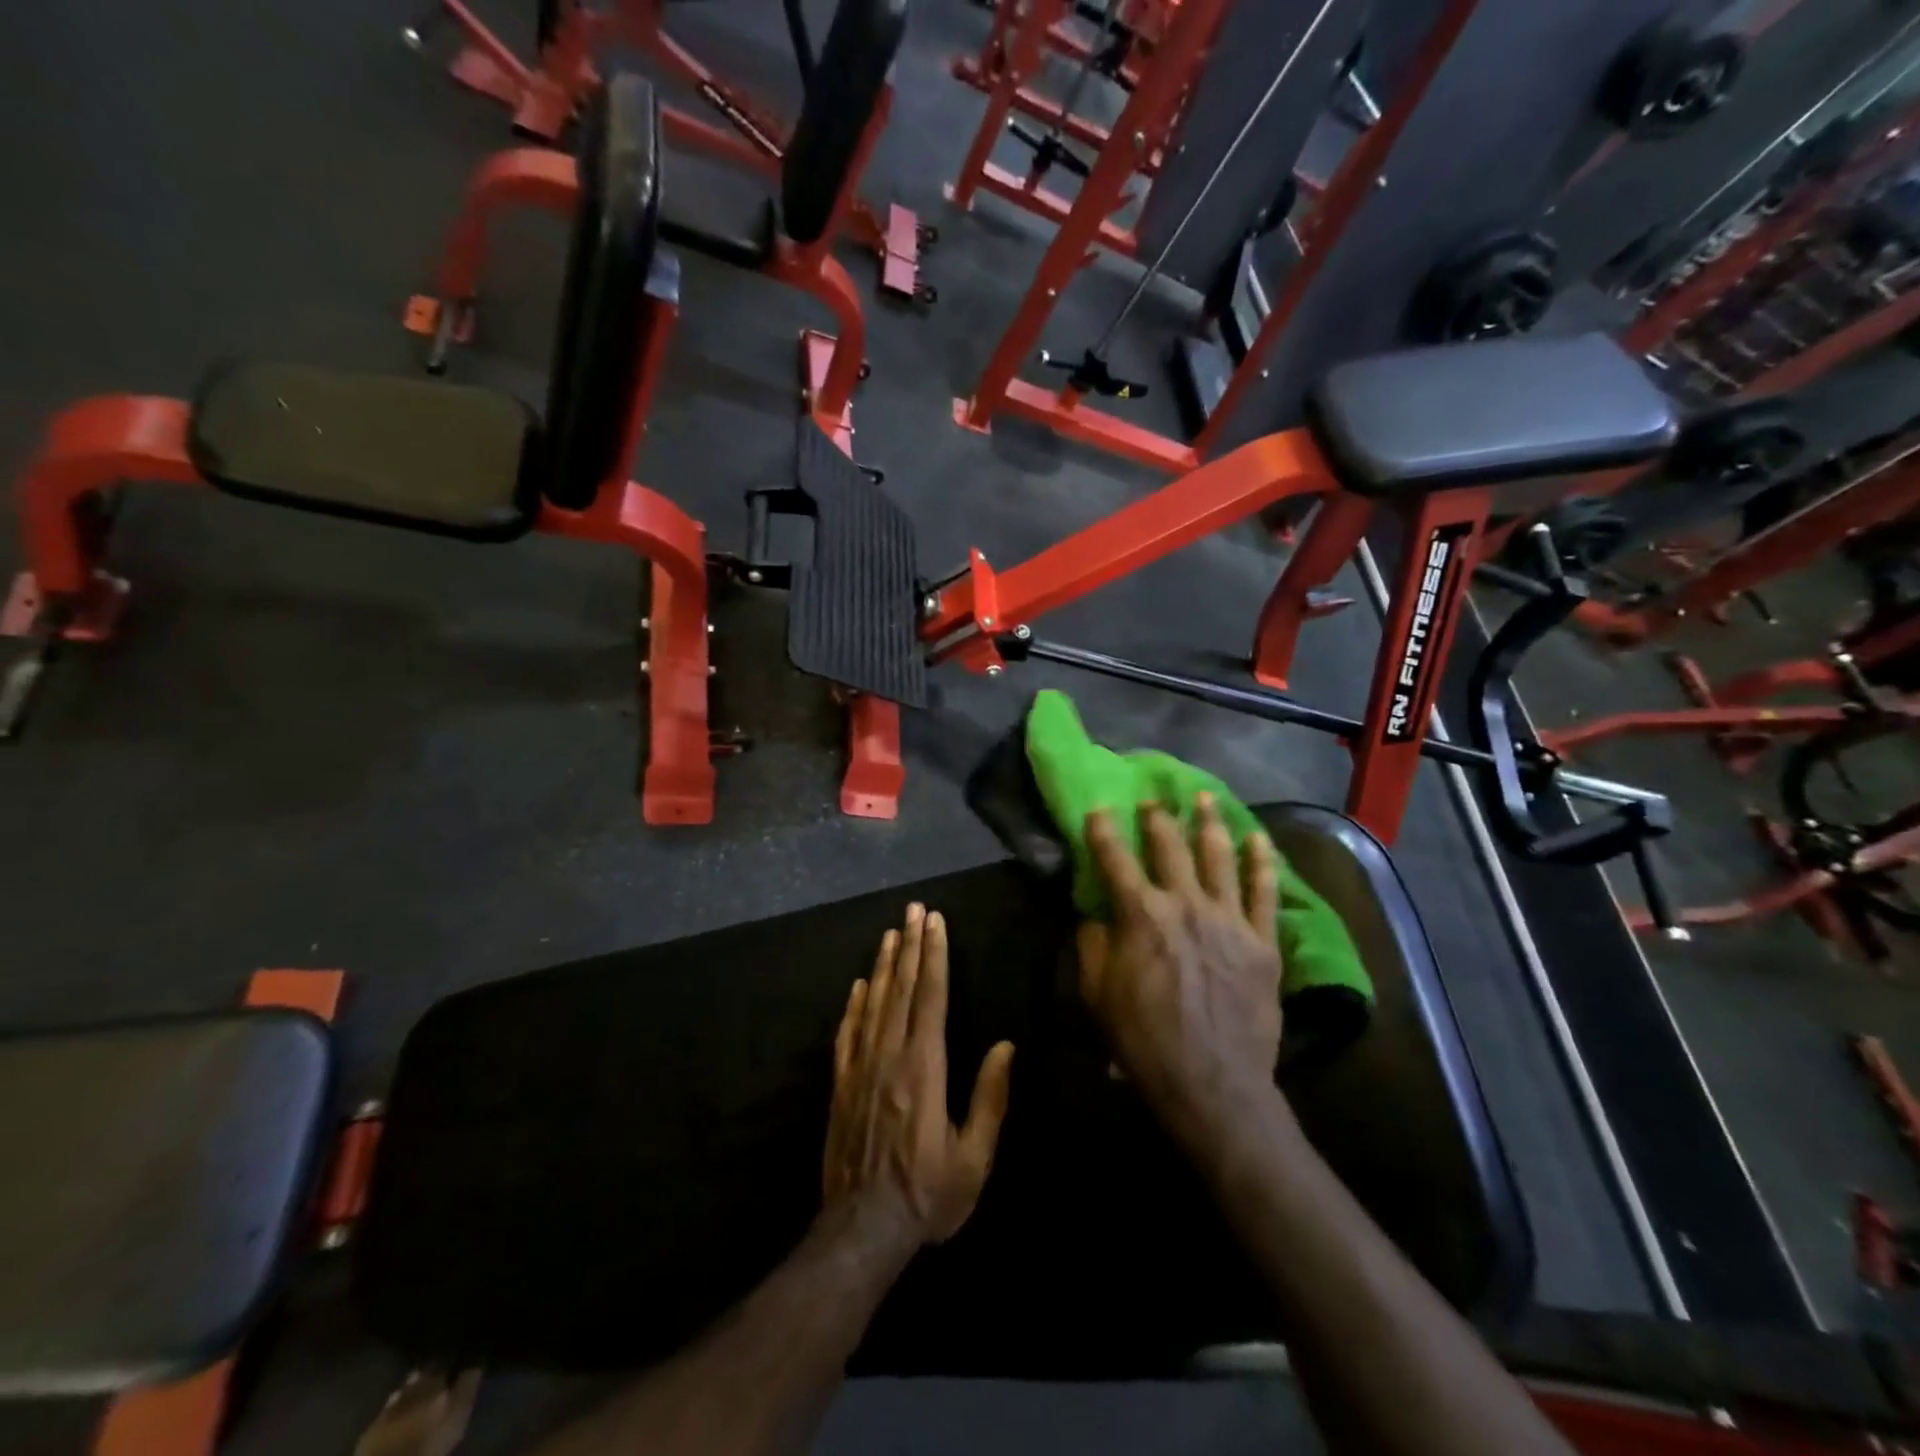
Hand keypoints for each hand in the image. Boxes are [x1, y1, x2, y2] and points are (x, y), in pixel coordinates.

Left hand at [823, 904, 1015, 1253]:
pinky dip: (854, 1005)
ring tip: (891, 933)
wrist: (861, 1230)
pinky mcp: (841, 1085)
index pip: (932, 998)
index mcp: (924, 1067)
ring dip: (885, 966)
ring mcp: (861, 1068)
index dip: (935, 956)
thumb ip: (990, 1098)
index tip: (936, 923)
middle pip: (903, 990)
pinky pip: (848, 1033)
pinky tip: (860, 984)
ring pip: (874, 1003)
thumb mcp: (974, 1158)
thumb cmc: (927, 1196)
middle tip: (914, 910)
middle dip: (911, 946)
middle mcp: (890, 1056)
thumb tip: (1005, 1046)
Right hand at [1077, 796, 1283, 1148]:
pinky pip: (1265, 891)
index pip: (1115, 859)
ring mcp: (1228, 919)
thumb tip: (1095, 915)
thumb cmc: (1144, 1040)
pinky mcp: (1262, 940)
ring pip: (1219, 856)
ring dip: (1209, 822)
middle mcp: (1185, 904)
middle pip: (1170, 847)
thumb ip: (1092, 946)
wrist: (1212, 1083)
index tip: (1098, 808)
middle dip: (1157, 818)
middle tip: (1153, 799)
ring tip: (1205, 797)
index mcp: (1141, 915)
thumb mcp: (1097, 994)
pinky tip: (1259, 838)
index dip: (1103, 830)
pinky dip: (1262, 861)